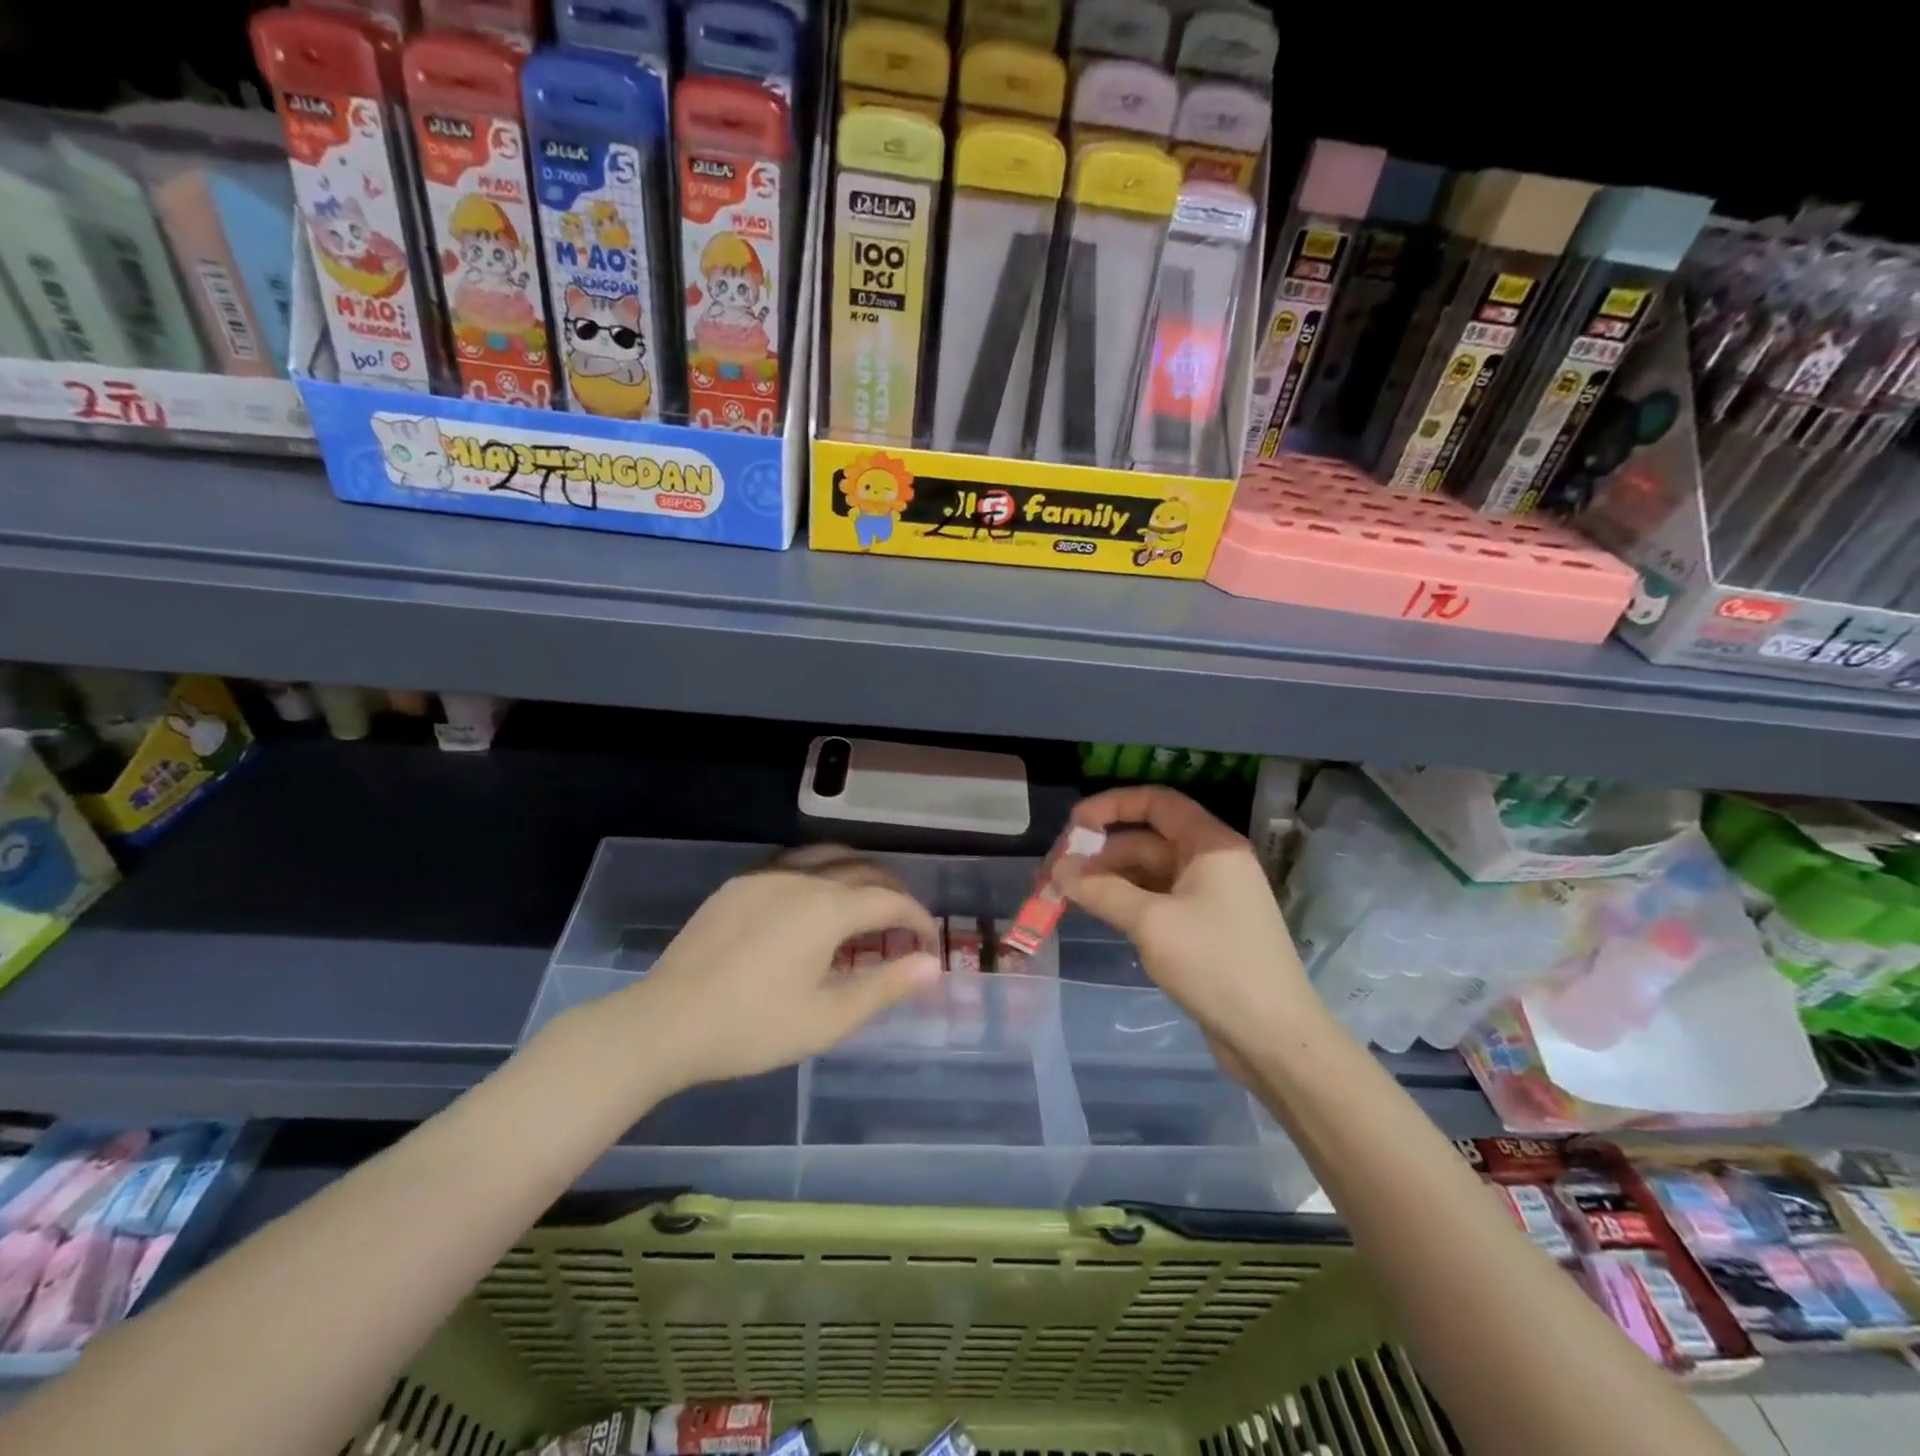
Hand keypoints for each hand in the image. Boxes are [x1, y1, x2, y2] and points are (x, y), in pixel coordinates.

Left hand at [605, 845, 940, 1095]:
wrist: (667, 1022)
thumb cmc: (754, 1027)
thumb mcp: (828, 1017)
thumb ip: (885, 986)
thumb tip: (931, 965)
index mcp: (828, 908)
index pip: (890, 901)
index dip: (917, 919)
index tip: (928, 943)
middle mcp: (802, 878)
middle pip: (863, 870)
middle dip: (893, 893)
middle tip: (904, 925)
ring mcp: (766, 875)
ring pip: (828, 856)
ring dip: (858, 873)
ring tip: (867, 901)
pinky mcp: (739, 884)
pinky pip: (793, 862)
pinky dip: (821, 871)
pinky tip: (814, 898)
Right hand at [1060, 786, 1316, 1056]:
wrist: (1274, 1037)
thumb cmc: (1216, 964)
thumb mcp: (1151, 922)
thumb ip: (1101, 890)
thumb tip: (1059, 869)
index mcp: (1211, 846)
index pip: (1158, 803)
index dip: (1113, 805)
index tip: (1074, 825)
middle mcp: (1213, 863)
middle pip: (1149, 840)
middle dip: (1103, 853)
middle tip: (1060, 874)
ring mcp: (1211, 898)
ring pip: (1151, 874)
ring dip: (1111, 881)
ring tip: (1070, 897)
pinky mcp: (1206, 930)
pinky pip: (1159, 902)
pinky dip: (1128, 903)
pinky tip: (1102, 916)